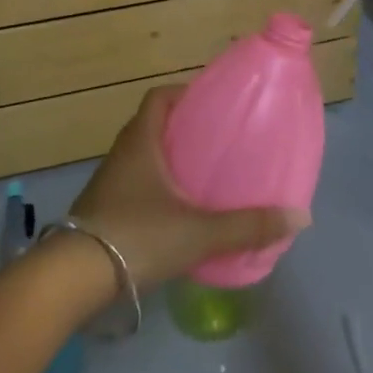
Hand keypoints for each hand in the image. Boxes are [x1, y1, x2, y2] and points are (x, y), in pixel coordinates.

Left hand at [68, 86, 310, 289]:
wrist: (74, 278)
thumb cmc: (137, 236)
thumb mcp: (198, 232)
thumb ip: (246, 226)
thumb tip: (299, 216)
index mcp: (141, 141)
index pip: (159, 98)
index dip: (184, 93)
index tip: (212, 104)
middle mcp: (122, 153)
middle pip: (153, 126)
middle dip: (183, 130)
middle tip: (218, 141)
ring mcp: (110, 182)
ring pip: (144, 158)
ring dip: (169, 160)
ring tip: (204, 175)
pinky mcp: (104, 209)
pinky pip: (136, 185)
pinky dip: (157, 188)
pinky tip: (179, 211)